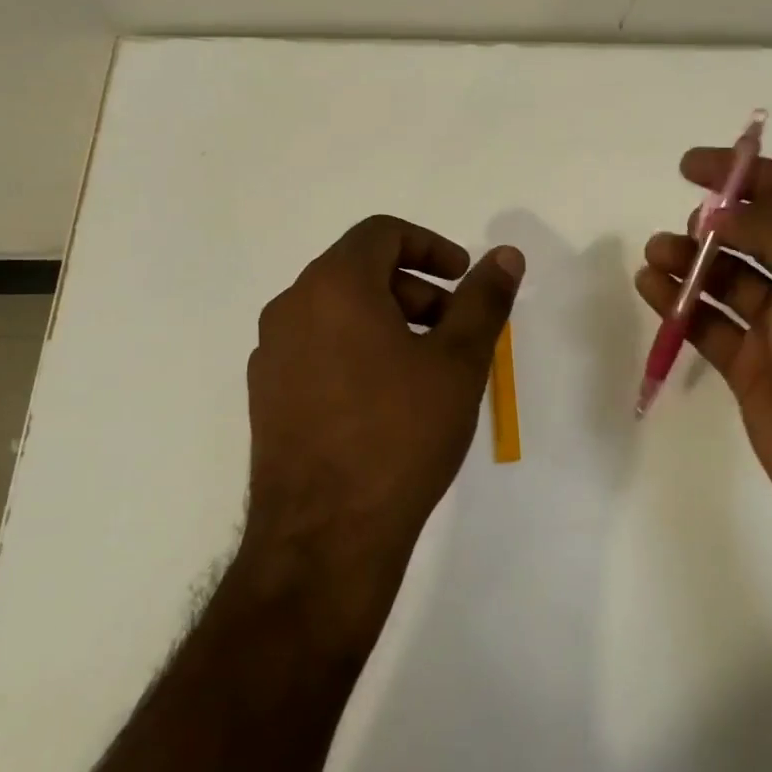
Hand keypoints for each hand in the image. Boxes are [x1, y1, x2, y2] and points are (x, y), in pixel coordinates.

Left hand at [243, 215, 523, 633]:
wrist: (325, 537)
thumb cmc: (400, 435)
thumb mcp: (458, 362)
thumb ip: (485, 299)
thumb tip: (507, 254)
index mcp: (333, 286)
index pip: (381, 233)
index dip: (430, 245)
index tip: (463, 277)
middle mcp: (291, 307)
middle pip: (359, 271)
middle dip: (415, 288)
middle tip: (454, 329)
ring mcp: (270, 354)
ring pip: (336, 311)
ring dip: (387, 320)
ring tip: (425, 368)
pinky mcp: (265, 395)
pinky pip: (317, 348)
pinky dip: (356, 350)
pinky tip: (385, 401)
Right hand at [634, 151, 771, 538]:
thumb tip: (723, 211)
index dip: (743, 172)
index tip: (690, 165)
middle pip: (756, 234)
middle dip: (714, 222)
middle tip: (683, 227)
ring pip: (727, 279)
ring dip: (690, 261)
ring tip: (655, 254)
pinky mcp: (753, 367)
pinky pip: (709, 323)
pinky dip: (680, 304)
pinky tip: (651, 287)